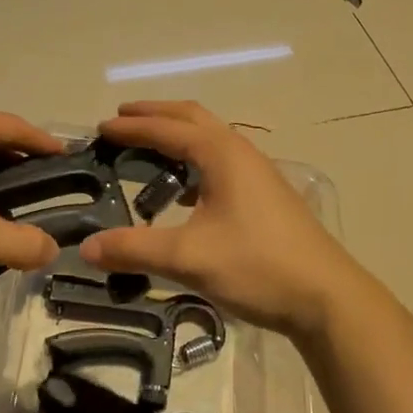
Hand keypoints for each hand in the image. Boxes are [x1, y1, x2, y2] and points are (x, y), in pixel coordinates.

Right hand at [78, 101, 370, 340]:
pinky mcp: (266, 196)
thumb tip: (86, 247)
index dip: (132, 127)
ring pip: (211, 139)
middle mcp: (241, 153)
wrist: (326, 297)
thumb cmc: (257, 266)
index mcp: (222, 154)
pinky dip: (195, 162)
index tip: (101, 128)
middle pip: (193, 119)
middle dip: (156, 115)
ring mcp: (258, 173)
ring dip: (178, 136)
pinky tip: (184, 192)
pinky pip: (221, 162)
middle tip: (121, 120)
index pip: (168, 128)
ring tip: (148, 150)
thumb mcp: (189, 258)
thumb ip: (135, 249)